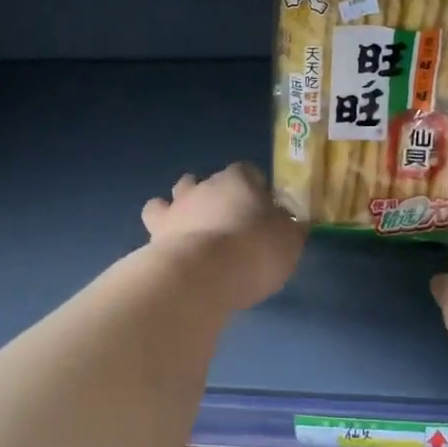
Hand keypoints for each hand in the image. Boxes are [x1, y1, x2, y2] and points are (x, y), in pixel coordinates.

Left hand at [142, 163, 308, 309]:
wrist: (203, 275)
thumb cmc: (255, 251)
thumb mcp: (289, 242)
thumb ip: (290, 228)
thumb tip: (293, 223)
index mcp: (239, 179)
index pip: (249, 171)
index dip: (257, 189)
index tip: (264, 211)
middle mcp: (204, 185)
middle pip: (209, 182)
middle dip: (217, 197)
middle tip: (229, 224)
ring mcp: (176, 207)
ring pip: (175, 195)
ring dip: (183, 208)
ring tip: (194, 232)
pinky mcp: (155, 232)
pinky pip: (155, 222)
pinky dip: (164, 231)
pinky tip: (173, 247)